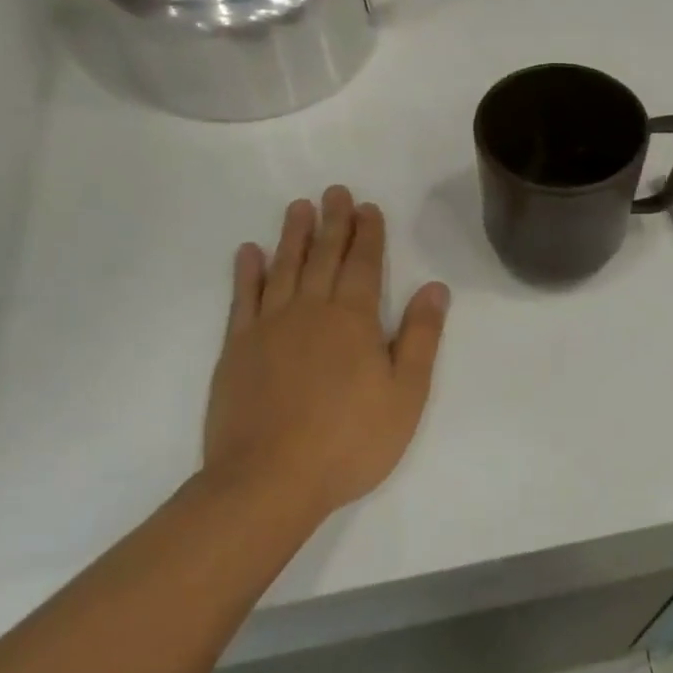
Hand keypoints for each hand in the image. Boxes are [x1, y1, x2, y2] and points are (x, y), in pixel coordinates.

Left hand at [202, 185, 449, 519]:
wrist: (268, 481)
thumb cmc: (349, 440)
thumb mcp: (405, 394)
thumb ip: (420, 337)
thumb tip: (435, 288)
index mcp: (354, 320)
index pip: (363, 264)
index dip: (368, 234)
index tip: (367, 207)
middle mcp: (310, 311)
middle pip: (324, 256)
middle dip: (333, 222)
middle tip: (335, 191)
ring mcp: (268, 328)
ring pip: (284, 268)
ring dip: (293, 235)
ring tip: (298, 207)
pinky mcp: (236, 349)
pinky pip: (242, 299)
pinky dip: (247, 272)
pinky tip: (249, 252)